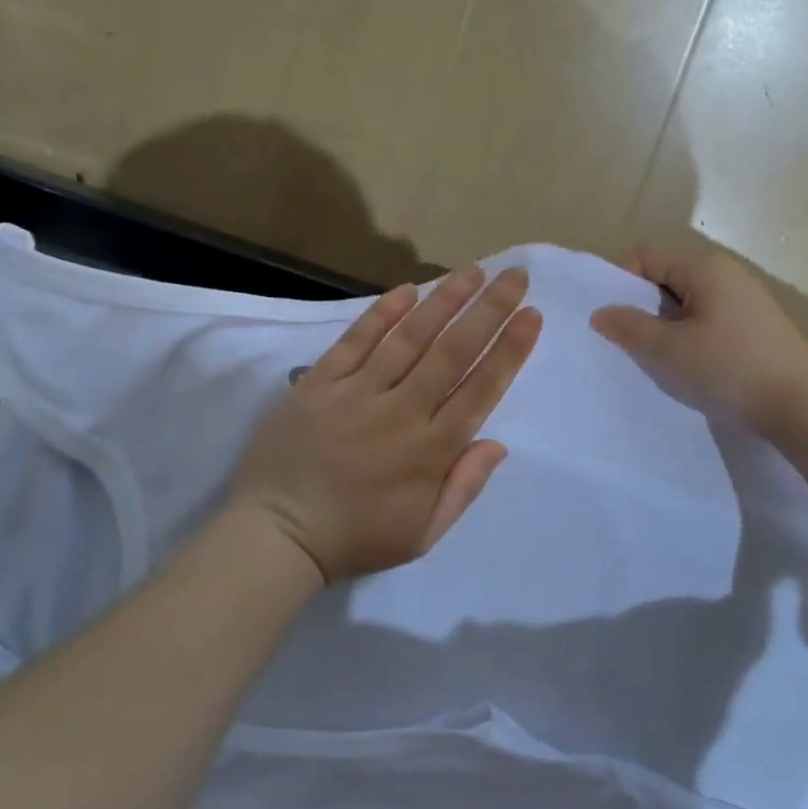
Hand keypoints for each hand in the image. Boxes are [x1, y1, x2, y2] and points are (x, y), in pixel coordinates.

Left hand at [230, 266, 540, 584]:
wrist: (275, 536)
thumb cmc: (357, 537)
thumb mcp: (423, 534)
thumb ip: (464, 487)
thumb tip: (498, 443)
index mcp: (430, 450)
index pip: (480, 389)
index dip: (508, 350)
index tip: (531, 316)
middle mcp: (400, 412)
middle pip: (452, 352)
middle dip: (489, 310)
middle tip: (514, 276)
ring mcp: (356, 393)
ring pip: (409, 338)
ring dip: (444, 301)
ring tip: (473, 271)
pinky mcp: (319, 384)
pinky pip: (355, 341)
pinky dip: (382, 314)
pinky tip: (408, 289)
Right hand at [589, 247, 807, 434]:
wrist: (802, 404)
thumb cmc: (728, 369)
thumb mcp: (668, 351)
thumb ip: (628, 328)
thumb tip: (600, 312)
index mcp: (704, 267)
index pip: (646, 256)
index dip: (620, 283)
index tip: (612, 321)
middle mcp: (726, 273)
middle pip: (667, 278)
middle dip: (643, 308)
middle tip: (630, 345)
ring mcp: (745, 299)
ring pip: (688, 303)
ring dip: (667, 327)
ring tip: (661, 361)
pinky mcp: (756, 326)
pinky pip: (710, 320)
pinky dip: (692, 337)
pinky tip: (694, 368)